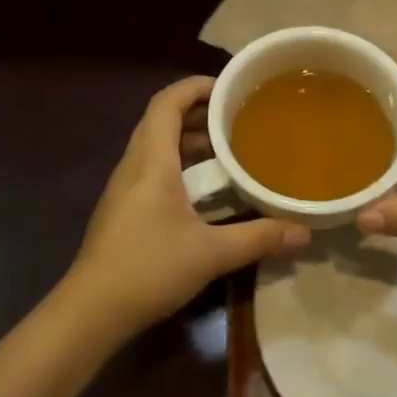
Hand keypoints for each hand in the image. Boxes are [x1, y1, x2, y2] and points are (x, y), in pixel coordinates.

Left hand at [61, 76, 309, 339]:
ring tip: (229, 149)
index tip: (229, 88)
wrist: (92, 310)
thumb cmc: (148, 268)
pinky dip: (180, 165)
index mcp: (151, 161)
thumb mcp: (211, 253)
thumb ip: (259, 238)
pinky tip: (205, 190)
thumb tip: (304, 233)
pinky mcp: (123, 209)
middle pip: (162, 121)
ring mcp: (125, 188)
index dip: (195, 87)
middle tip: (238, 118)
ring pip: (157, 147)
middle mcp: (134, 165)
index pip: (167, 102)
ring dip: (189, 141)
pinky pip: (153, 170)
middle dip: (199, 113)